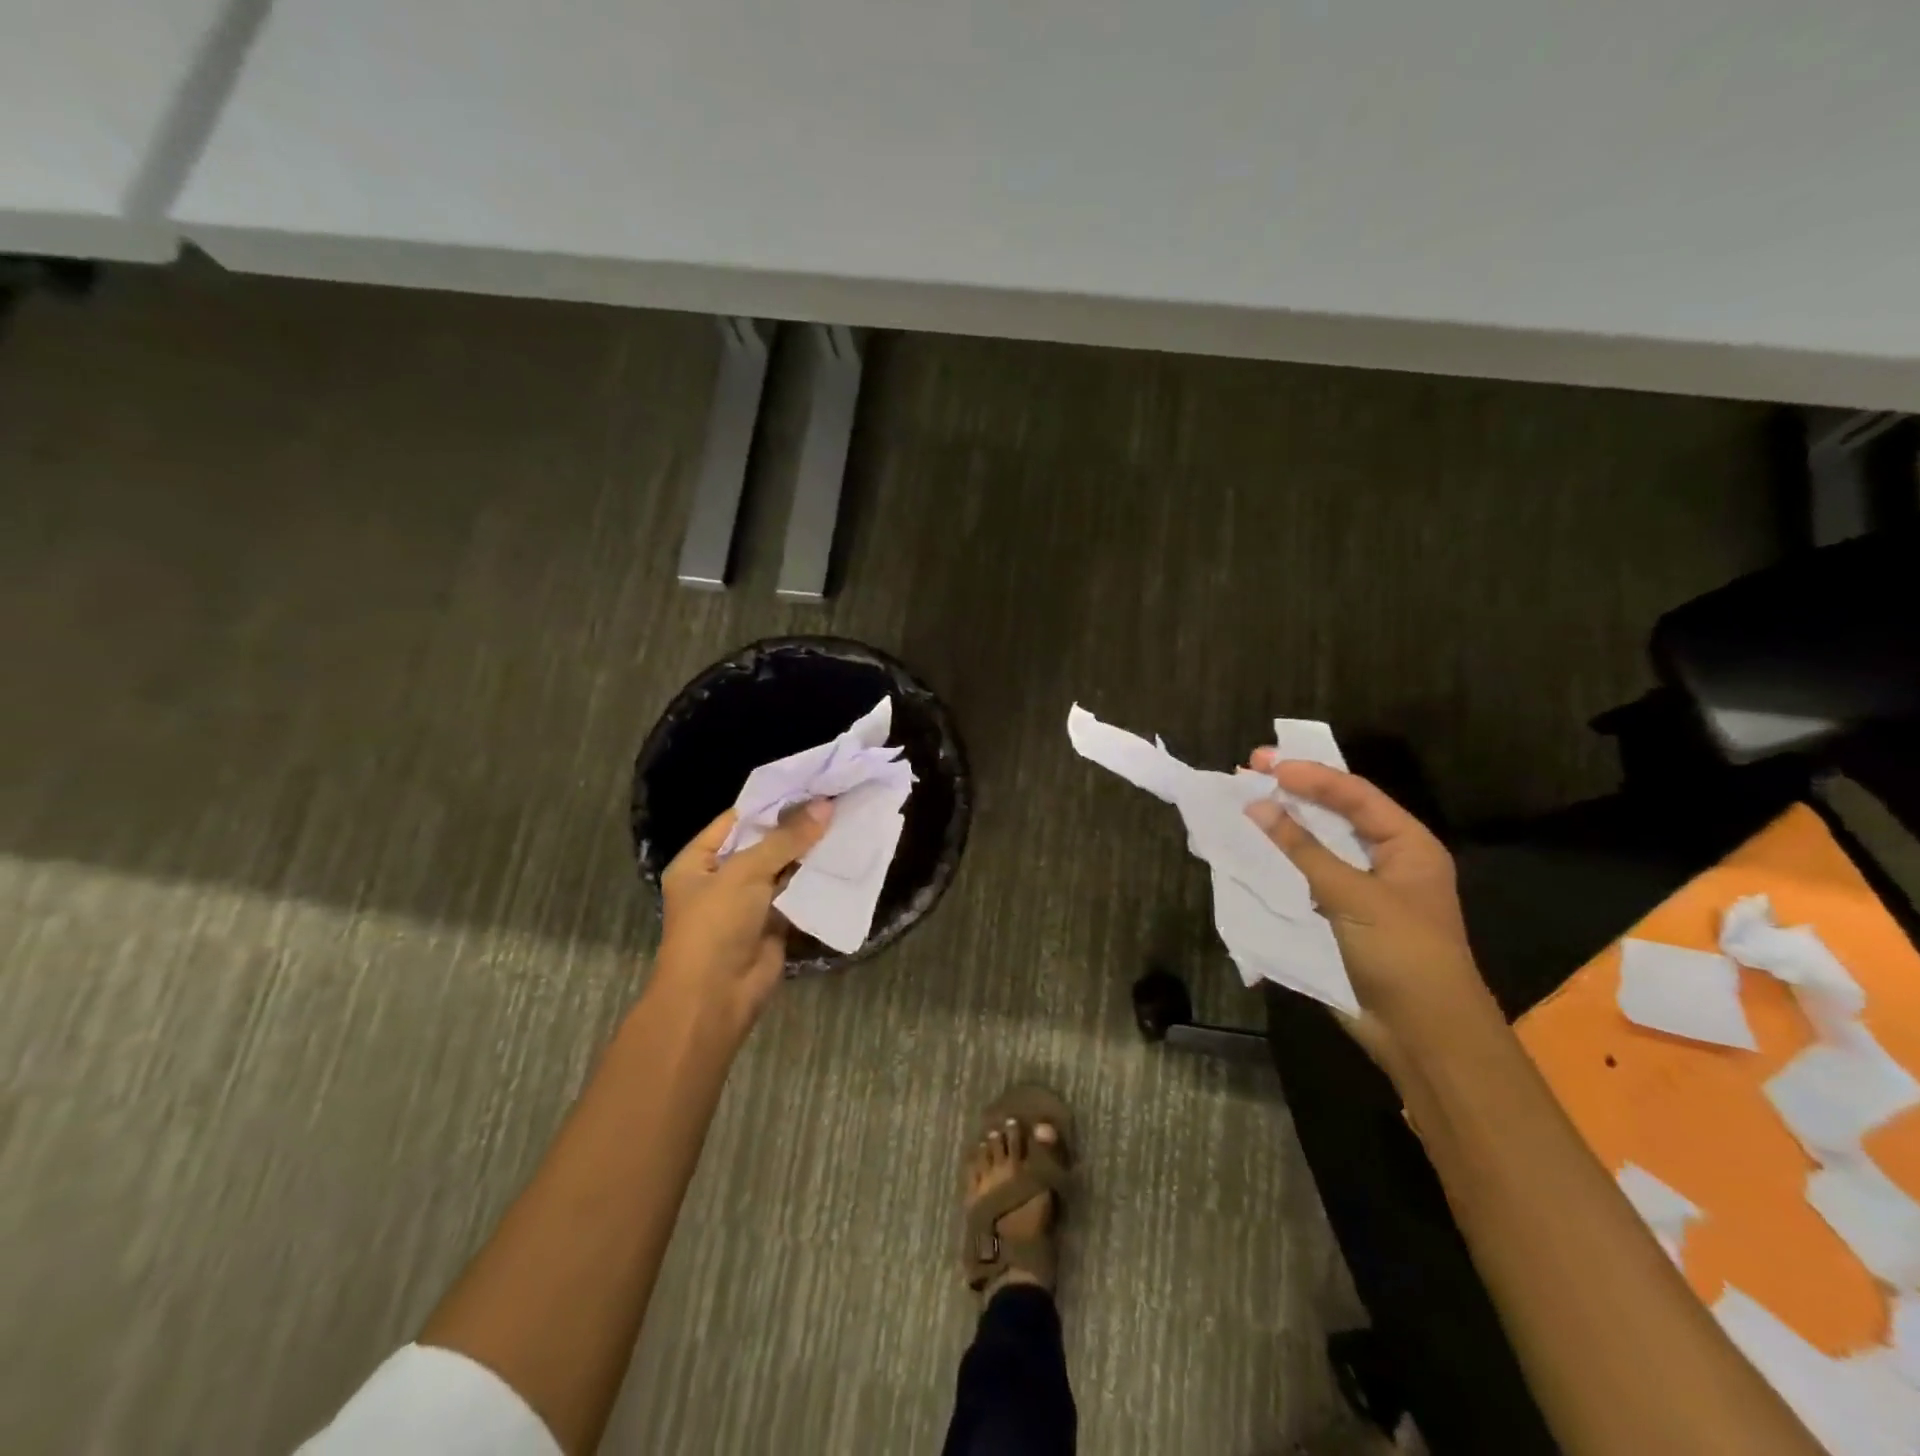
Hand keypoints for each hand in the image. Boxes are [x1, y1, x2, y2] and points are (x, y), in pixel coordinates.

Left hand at [651, 801, 832, 1031]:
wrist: (716, 997)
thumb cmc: (716, 925)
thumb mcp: (746, 873)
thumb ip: (786, 839)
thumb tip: (825, 805)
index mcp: (698, 862)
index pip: (736, 821)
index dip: (771, 803)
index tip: (808, 785)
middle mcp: (721, 879)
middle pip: (762, 843)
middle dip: (795, 826)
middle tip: (834, 799)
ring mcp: (748, 903)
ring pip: (783, 868)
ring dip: (809, 852)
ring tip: (845, 821)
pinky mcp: (773, 923)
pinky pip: (796, 894)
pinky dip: (815, 879)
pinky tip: (842, 858)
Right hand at [1244, 754, 1497, 1075]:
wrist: (1422, 1034)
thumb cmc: (1401, 953)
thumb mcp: (1354, 896)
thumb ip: (1304, 850)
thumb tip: (1257, 807)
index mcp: (1407, 845)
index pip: (1355, 795)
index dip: (1311, 776)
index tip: (1266, 765)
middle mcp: (1386, 860)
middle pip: (1337, 813)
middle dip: (1294, 792)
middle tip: (1250, 770)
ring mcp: (1363, 889)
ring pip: (1318, 845)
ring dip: (1284, 825)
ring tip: (1244, 803)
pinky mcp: (1341, 916)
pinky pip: (1307, 876)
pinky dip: (1282, 861)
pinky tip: (1254, 851)